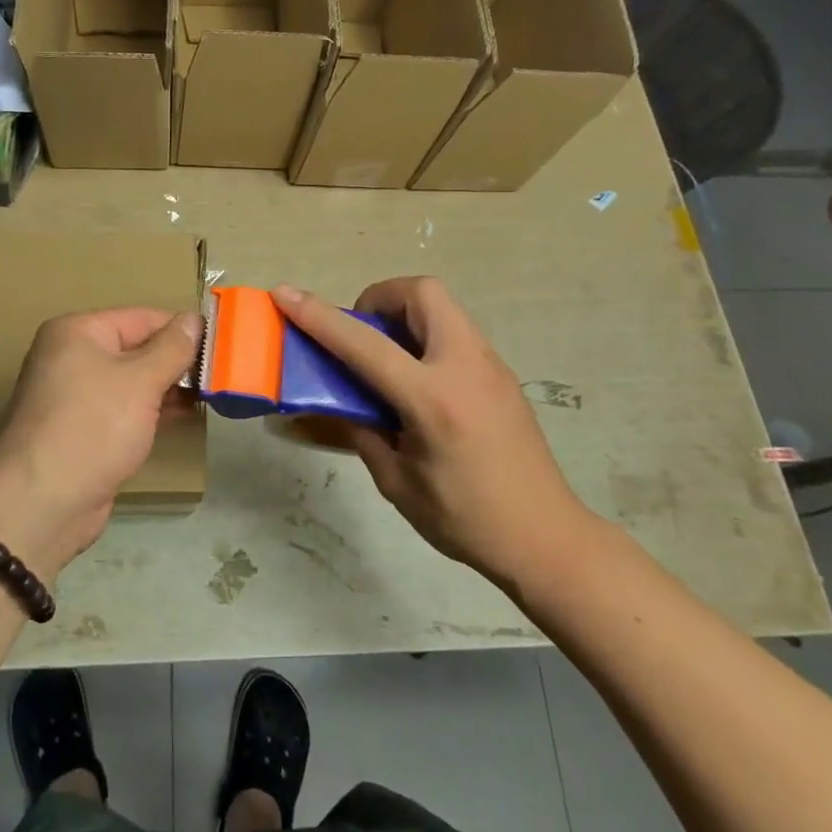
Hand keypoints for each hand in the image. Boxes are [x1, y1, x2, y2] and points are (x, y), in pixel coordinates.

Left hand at [0, 307, 199, 578]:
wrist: (42, 502)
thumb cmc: (93, 427)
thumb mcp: (140, 381)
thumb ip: (172, 348)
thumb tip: (195, 320)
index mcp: (77, 332)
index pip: (142, 317)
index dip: (182, 329)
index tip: (223, 345)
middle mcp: (72, 356)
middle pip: (136, 347)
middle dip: (177, 361)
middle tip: (222, 374)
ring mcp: (75, 394)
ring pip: (132, 380)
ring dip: (167, 387)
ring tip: (210, 395)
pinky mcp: (82, 428)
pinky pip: (124, 408)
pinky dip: (151, 409)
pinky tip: (183, 416)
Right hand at [273, 278, 598, 596]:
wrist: (546, 539)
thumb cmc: (466, 519)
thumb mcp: (397, 482)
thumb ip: (362, 432)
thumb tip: (335, 404)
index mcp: (433, 400)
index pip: (365, 344)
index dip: (319, 317)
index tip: (285, 293)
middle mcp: (465, 368)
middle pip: (421, 292)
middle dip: (380, 297)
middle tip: (361, 335)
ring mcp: (490, 365)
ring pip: (443, 306)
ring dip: (404, 315)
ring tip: (385, 358)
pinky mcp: (501, 374)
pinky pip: (455, 331)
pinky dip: (425, 335)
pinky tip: (416, 381)